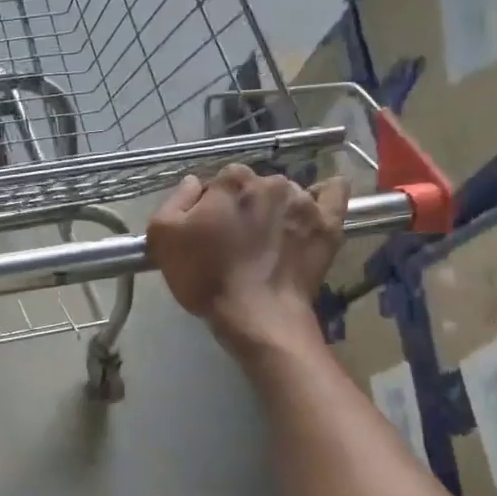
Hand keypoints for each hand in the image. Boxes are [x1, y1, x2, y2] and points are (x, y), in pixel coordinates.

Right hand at [146, 165, 348, 352]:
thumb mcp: (163, 238)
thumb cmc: (206, 277)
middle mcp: (271, 182)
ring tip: (269, 240)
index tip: (208, 230)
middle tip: (236, 239)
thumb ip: (174, 201)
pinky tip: (315, 206)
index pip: (220, 180)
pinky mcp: (328, 223)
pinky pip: (333, 194)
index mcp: (231, 181)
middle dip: (244, 206)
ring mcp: (304, 201)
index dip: (211, 205)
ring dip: (276, 208)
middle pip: (254, 186)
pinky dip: (325, 195)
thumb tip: (194, 183)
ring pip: (286, 193)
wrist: (257, 315)